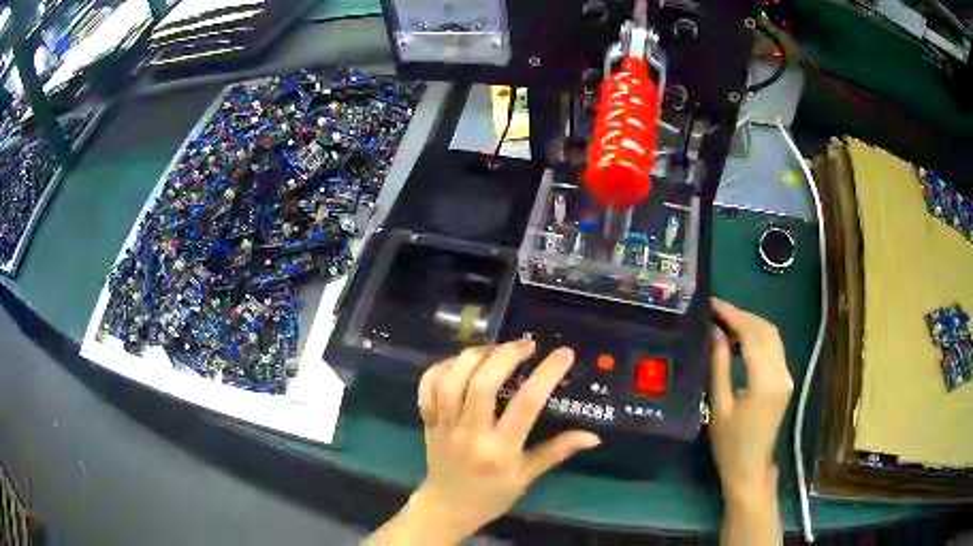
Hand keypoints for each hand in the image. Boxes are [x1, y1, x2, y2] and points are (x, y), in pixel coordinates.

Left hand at [372, 341, 600, 544]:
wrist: (446, 508)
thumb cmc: (491, 496)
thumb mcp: (527, 478)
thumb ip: (556, 452)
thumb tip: (593, 436)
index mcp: (500, 450)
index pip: (526, 404)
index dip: (547, 373)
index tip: (564, 354)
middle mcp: (470, 434)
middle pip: (483, 383)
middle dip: (506, 355)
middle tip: (527, 344)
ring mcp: (445, 425)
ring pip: (453, 380)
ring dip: (475, 355)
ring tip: (495, 348)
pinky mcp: (429, 421)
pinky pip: (429, 386)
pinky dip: (442, 367)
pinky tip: (461, 362)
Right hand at [709, 299, 791, 544]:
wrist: (750, 469)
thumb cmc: (729, 444)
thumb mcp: (719, 406)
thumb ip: (719, 365)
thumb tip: (714, 332)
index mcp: (765, 382)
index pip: (752, 335)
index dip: (733, 316)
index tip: (712, 304)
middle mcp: (781, 374)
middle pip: (766, 330)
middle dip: (741, 315)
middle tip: (716, 310)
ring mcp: (786, 376)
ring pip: (773, 336)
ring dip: (750, 324)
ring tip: (724, 321)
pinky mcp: (785, 380)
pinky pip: (774, 348)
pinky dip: (757, 336)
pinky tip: (739, 339)